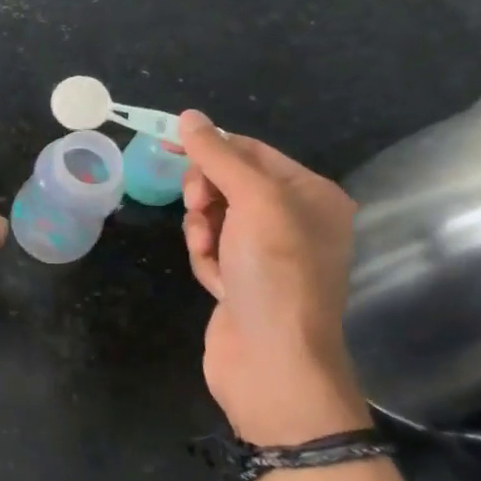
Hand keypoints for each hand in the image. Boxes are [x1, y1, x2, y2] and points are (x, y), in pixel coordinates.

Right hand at [177, 111, 369, 445]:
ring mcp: (268, 254)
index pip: (251, 151)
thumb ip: (219, 156)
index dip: (211, 148)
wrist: (273, 363)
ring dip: (202, 230)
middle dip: (207, 195)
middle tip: (201, 209)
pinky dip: (205, 259)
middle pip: (228, 182)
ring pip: (214, 216)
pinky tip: (216, 282)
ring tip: (210, 253)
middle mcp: (295, 220)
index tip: (168, 148)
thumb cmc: (275, 273)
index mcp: (312, 195)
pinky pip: (211, 249)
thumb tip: (189, 116)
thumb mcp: (253, 202)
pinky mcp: (244, 281)